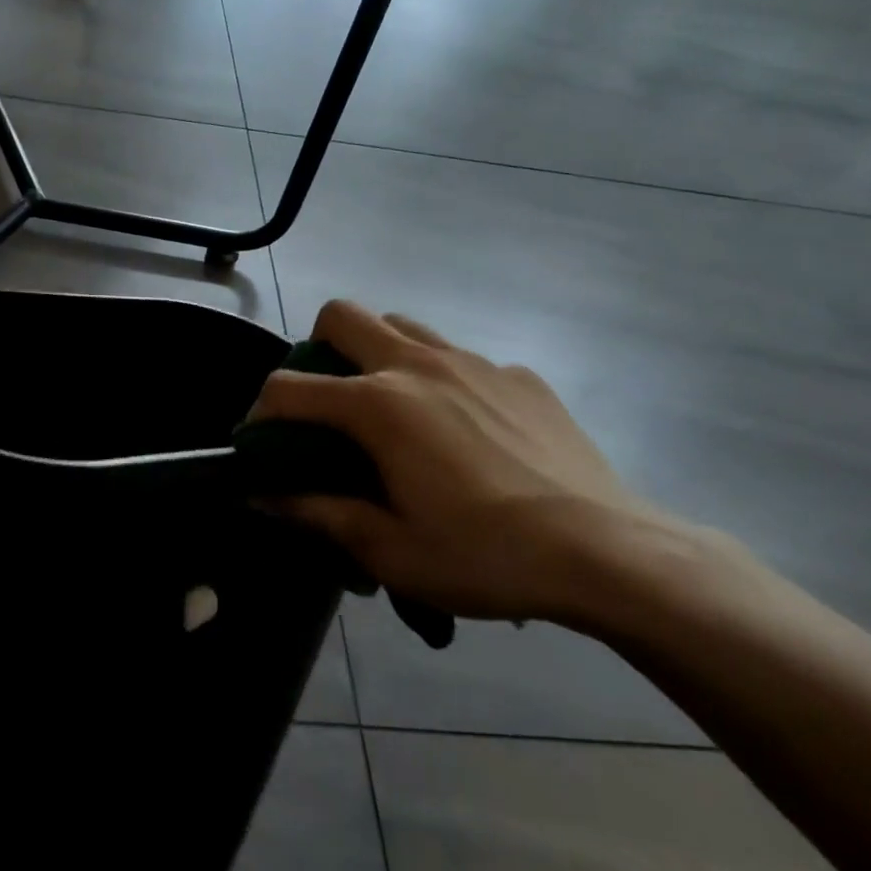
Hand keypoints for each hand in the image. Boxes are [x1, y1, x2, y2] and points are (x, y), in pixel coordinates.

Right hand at [251, 300, 688, 623]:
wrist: (610, 553)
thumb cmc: (485, 555)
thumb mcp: (388, 549)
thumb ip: (316, 513)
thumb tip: (261, 496)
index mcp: (378, 405)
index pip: (288, 387)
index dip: (259, 411)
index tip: (259, 441)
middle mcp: (418, 365)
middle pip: (342, 315)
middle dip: (316, 347)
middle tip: (326, 401)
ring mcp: (474, 362)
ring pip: (402, 325)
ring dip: (377, 353)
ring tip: (390, 408)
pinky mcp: (519, 375)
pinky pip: (461, 359)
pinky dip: (441, 381)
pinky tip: (465, 434)